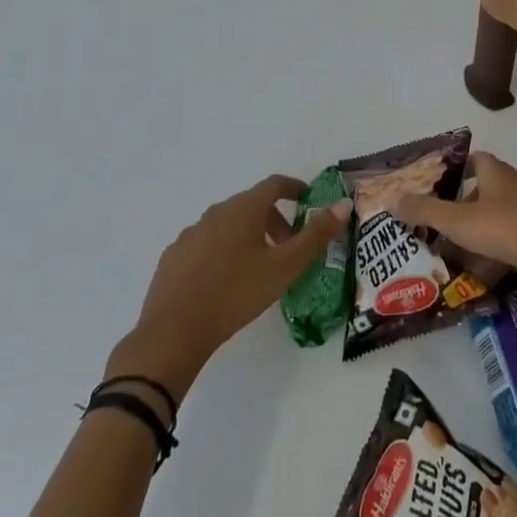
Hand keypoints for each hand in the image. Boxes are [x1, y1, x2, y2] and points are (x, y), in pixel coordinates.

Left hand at [108, 176, 349, 401]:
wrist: (173, 332)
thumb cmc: (236, 294)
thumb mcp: (284, 267)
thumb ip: (316, 235)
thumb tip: (343, 204)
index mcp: (244, 208)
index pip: (274, 184)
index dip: (294, 188)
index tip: (307, 200)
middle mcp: (216, 212)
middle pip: (251, 205)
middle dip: (274, 220)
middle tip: (288, 247)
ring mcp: (191, 233)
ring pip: (228, 224)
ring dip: (248, 236)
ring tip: (258, 267)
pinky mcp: (174, 256)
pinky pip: (206, 243)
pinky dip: (223, 251)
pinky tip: (224, 281)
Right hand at [391, 154, 516, 303]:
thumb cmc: (510, 228)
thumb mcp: (460, 221)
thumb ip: (426, 210)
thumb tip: (391, 198)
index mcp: (495, 171)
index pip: (471, 160)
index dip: (451, 171)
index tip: (430, 188)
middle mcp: (512, 186)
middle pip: (479, 191)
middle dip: (456, 209)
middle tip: (431, 228)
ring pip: (493, 219)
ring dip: (473, 234)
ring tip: (447, 254)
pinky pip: (507, 241)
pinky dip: (491, 252)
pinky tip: (477, 273)